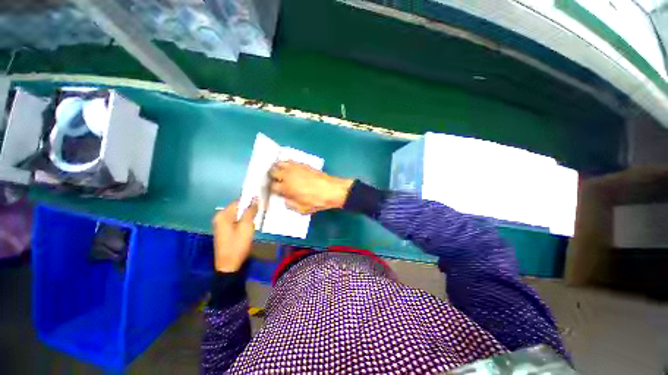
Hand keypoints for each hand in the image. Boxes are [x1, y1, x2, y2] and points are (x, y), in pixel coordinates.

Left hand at [212, 198, 258, 271]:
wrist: (229, 265)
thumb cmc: (237, 244)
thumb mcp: (246, 226)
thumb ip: (250, 211)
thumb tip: (255, 199)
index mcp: (223, 215)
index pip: (238, 201)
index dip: (250, 201)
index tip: (261, 202)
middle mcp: (220, 217)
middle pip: (238, 208)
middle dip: (250, 208)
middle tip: (261, 210)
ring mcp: (222, 225)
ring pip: (238, 215)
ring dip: (248, 215)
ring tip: (258, 216)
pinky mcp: (226, 231)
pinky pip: (236, 221)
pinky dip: (244, 221)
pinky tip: (251, 224)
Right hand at [269, 161, 353, 214]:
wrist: (331, 190)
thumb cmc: (317, 201)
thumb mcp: (302, 209)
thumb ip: (290, 204)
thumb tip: (285, 199)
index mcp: (286, 188)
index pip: (272, 186)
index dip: (272, 189)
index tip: (275, 191)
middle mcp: (288, 175)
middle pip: (273, 172)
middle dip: (272, 177)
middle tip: (276, 181)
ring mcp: (295, 168)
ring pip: (280, 163)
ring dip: (278, 168)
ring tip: (281, 173)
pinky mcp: (303, 164)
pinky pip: (290, 161)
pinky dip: (287, 163)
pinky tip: (289, 168)